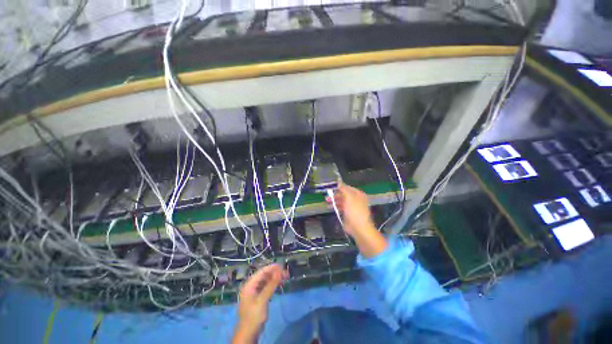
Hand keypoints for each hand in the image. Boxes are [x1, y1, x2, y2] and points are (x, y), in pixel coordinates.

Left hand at [232, 264, 286, 343]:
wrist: (249, 334)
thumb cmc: (254, 316)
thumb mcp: (263, 300)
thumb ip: (271, 285)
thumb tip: (279, 271)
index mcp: (249, 285)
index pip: (261, 272)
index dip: (272, 268)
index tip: (282, 267)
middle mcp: (251, 286)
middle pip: (264, 276)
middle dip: (275, 273)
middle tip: (286, 273)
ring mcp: (254, 292)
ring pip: (266, 281)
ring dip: (275, 279)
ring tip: (285, 278)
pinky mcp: (258, 298)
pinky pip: (266, 287)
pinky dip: (273, 285)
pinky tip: (280, 284)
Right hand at [326, 182, 386, 257]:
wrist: (359, 228)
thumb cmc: (355, 210)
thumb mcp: (349, 197)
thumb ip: (343, 189)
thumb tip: (338, 182)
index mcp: (358, 194)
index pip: (347, 187)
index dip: (339, 187)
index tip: (330, 187)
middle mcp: (356, 199)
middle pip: (344, 194)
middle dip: (335, 194)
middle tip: (327, 195)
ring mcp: (352, 207)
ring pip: (341, 201)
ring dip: (334, 200)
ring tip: (327, 201)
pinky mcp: (348, 214)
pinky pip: (341, 208)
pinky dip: (335, 207)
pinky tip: (330, 207)